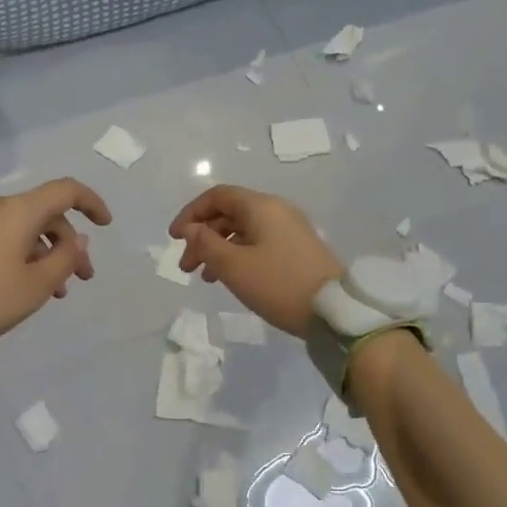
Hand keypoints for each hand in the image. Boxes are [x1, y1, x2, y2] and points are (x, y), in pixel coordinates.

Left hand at [0, 178, 112, 348]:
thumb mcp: (37, 286)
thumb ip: (66, 258)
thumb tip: (77, 239)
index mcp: (18, 211)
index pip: (65, 190)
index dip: (91, 202)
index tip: (106, 225)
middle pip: (42, 214)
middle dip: (67, 244)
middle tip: (79, 280)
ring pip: (16, 230)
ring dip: (41, 255)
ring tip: (49, 292)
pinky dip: (13, 256)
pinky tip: (11, 288)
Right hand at [168, 185, 342, 337]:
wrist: (331, 310)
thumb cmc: (277, 284)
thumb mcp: (233, 266)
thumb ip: (206, 243)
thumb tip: (191, 229)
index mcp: (261, 206)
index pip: (217, 196)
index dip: (191, 213)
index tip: (174, 238)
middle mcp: (276, 211)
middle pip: (229, 213)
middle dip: (202, 236)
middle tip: (186, 267)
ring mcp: (290, 230)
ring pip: (243, 231)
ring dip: (218, 249)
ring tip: (204, 277)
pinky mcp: (297, 250)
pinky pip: (258, 243)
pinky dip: (238, 256)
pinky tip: (230, 278)